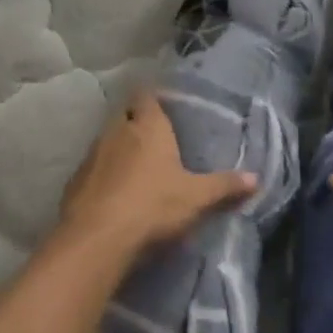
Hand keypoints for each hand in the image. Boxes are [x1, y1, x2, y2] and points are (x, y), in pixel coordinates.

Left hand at [60, 93, 255, 258]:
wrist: (98, 238)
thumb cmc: (153, 206)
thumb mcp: (196, 198)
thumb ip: (224, 186)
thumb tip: (256, 178)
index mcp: (148, 126)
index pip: (146, 95)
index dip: (153, 97)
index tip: (163, 104)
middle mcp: (117, 130)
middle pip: (125, 115)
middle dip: (135, 122)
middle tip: (153, 137)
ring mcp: (93, 154)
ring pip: (106, 140)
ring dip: (117, 148)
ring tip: (134, 166)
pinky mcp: (75, 180)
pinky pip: (92, 168)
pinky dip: (101, 174)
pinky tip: (111, 192)